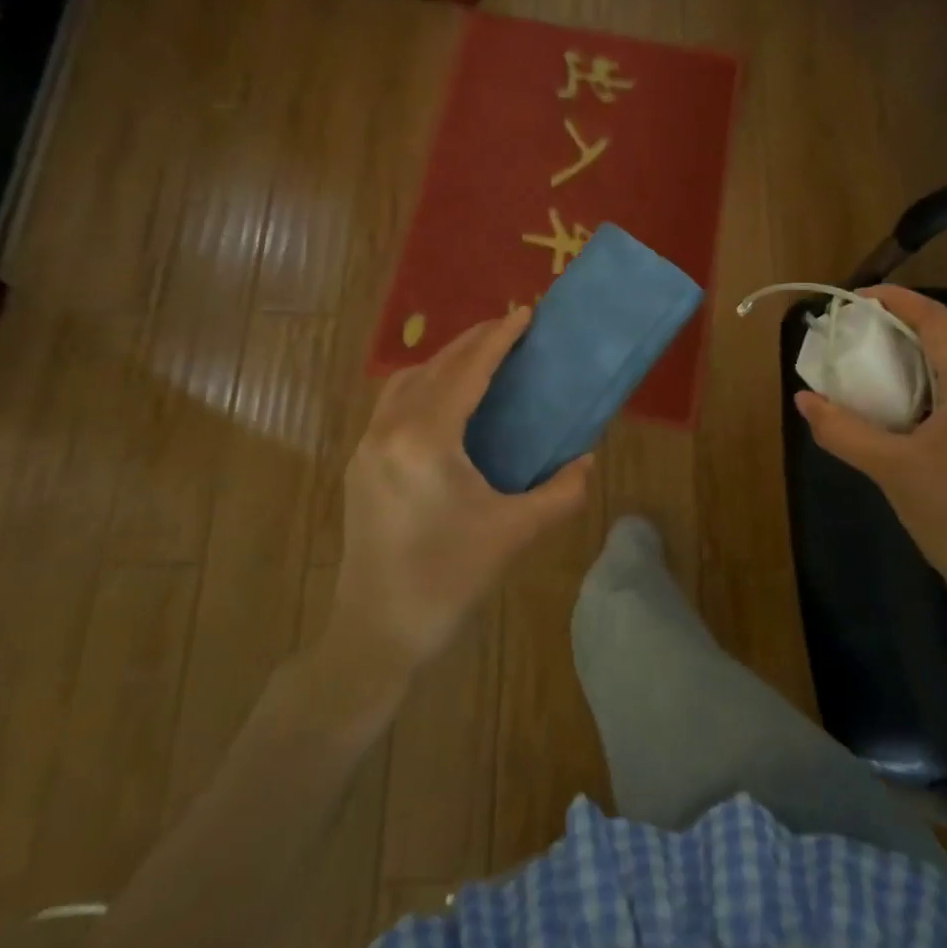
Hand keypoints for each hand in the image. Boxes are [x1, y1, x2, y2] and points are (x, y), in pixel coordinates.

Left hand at [326, 307, 593, 677]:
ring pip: (406, 383)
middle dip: (472, 342)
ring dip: (443, 362)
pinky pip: (393, 406)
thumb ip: (560, 492)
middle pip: (434, 367)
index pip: (467, 372)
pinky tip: (447, 405)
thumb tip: (586, 460)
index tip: (526, 314)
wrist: (378, 633)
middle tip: (509, 330)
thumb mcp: (515, 533)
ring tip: (480, 362)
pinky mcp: (359, 467)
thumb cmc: (449, 580)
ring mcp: (367, 448)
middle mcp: (389, 432)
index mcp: (426, 440)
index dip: (498, 339)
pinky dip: (423, 387)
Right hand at [795, 286, 946, 658]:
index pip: (939, 321)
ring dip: (924, 351)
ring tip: (880, 358)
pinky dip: (939, 377)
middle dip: (909, 324)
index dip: (899, 302)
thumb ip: (841, 429)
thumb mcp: (888, 469)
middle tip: (862, 328)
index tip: (858, 298)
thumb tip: (803, 400)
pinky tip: (911, 400)